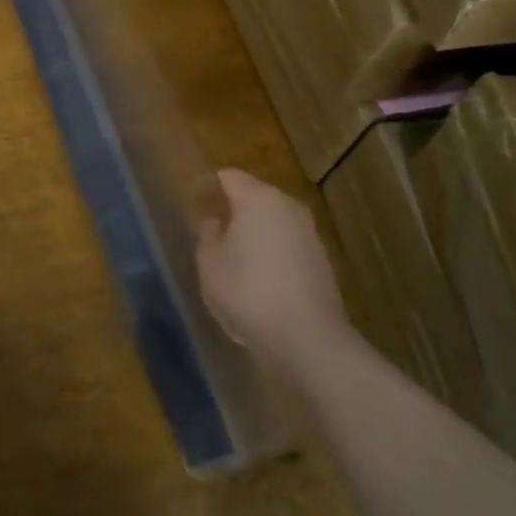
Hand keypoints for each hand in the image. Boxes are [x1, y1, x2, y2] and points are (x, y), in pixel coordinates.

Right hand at [195, 169, 349, 370]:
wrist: (307, 338)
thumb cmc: (249, 292)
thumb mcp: (210, 263)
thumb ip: (207, 234)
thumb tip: (215, 222)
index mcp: (258, 199)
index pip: (229, 177)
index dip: (210, 186)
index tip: (194, 203)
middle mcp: (287, 206)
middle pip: (254, 196)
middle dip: (233, 209)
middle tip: (211, 230)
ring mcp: (309, 232)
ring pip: (273, 221)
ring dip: (254, 232)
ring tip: (234, 256)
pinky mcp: (321, 259)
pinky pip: (287, 244)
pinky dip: (272, 252)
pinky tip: (260, 279)